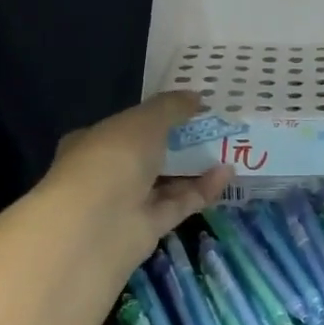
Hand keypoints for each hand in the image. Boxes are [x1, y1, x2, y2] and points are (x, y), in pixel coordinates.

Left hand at [38, 92, 231, 280]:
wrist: (95, 224)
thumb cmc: (112, 159)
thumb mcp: (145, 121)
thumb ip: (171, 107)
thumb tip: (196, 97)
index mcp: (94, 142)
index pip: (125, 127)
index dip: (155, 117)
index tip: (188, 109)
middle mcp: (108, 172)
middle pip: (150, 155)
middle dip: (180, 143)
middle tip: (215, 128)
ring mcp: (127, 202)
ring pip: (167, 181)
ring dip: (196, 166)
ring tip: (229, 149)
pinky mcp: (149, 227)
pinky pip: (179, 203)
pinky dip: (203, 189)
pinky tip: (227, 173)